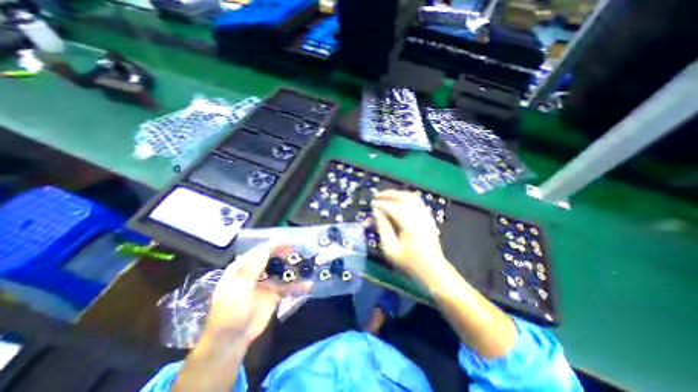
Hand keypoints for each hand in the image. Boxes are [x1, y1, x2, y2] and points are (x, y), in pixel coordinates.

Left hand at [204, 243, 308, 343]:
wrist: (232, 340)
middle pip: (272, 259)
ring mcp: (265, 283)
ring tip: (306, 264)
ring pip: (281, 272)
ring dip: (293, 268)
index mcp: (242, 268)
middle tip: (298, 251)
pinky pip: (287, 287)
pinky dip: (297, 286)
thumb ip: (253, 268)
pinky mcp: (273, 294)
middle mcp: (255, 272)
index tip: (289, 242)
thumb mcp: (239, 288)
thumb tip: (266, 249)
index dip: (274, 245)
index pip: (259, 252)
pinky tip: (307, 285)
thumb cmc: (230, 311)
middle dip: (285, 254)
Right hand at [374, 188, 449, 283]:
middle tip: (377, 195)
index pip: (393, 208)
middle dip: (389, 194)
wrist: (433, 270)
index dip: (381, 204)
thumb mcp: (390, 250)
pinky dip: (406, 197)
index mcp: (410, 225)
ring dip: (397, 194)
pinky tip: (398, 201)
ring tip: (386, 196)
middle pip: (403, 197)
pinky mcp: (428, 218)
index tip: (372, 204)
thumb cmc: (409, 263)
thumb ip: (383, 229)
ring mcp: (426, 216)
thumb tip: (376, 212)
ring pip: (412, 197)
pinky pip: (417, 201)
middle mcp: (419, 217)